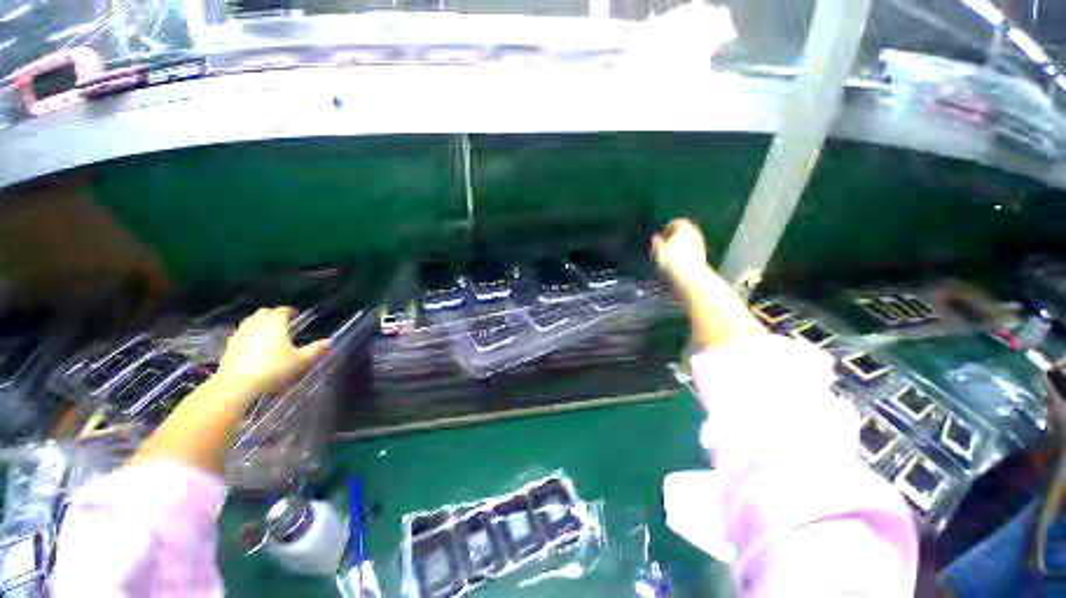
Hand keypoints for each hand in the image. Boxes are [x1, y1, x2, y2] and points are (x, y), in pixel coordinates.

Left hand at [217, 307, 329, 397]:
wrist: (237, 384)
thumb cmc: (273, 368)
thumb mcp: (301, 361)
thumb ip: (315, 350)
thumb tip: (329, 341)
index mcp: (275, 323)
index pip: (282, 310)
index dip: (290, 311)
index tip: (296, 316)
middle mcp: (257, 324)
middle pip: (264, 312)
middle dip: (273, 315)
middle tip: (283, 323)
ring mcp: (240, 333)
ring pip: (250, 321)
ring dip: (260, 323)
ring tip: (268, 333)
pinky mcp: (229, 345)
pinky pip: (241, 334)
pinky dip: (248, 335)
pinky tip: (253, 346)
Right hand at [652, 218, 712, 289]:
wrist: (690, 278)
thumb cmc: (672, 260)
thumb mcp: (658, 249)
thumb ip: (656, 242)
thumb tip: (656, 239)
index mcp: (685, 227)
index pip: (675, 222)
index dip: (665, 230)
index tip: (657, 239)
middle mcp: (695, 233)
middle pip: (682, 233)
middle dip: (671, 240)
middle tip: (660, 248)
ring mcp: (700, 246)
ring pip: (685, 244)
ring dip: (675, 250)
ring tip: (664, 259)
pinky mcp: (701, 259)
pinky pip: (688, 255)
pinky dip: (681, 258)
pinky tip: (672, 266)